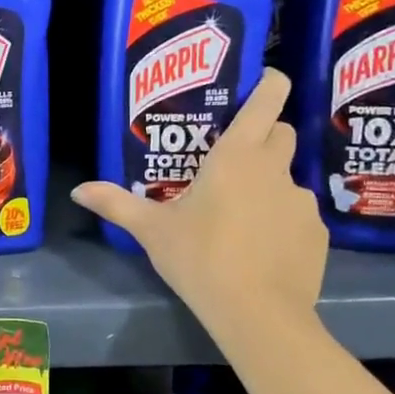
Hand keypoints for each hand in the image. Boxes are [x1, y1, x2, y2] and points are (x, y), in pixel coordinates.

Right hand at [72, 69, 326, 328]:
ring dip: (268, 185)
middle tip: (233, 158)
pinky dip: (282, 222)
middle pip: (282, 133)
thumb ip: (115, 203)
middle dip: (264, 135)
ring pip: (287, 179)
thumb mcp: (151, 230)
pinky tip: (261, 249)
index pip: (267, 100)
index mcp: (237, 156)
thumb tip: (77, 190)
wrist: (258, 314)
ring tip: (242, 216)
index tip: (264, 80)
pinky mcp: (317, 234)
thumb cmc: (200, 257)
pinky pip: (297, 216)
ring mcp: (302, 202)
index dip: (269, 83)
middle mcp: (276, 169)